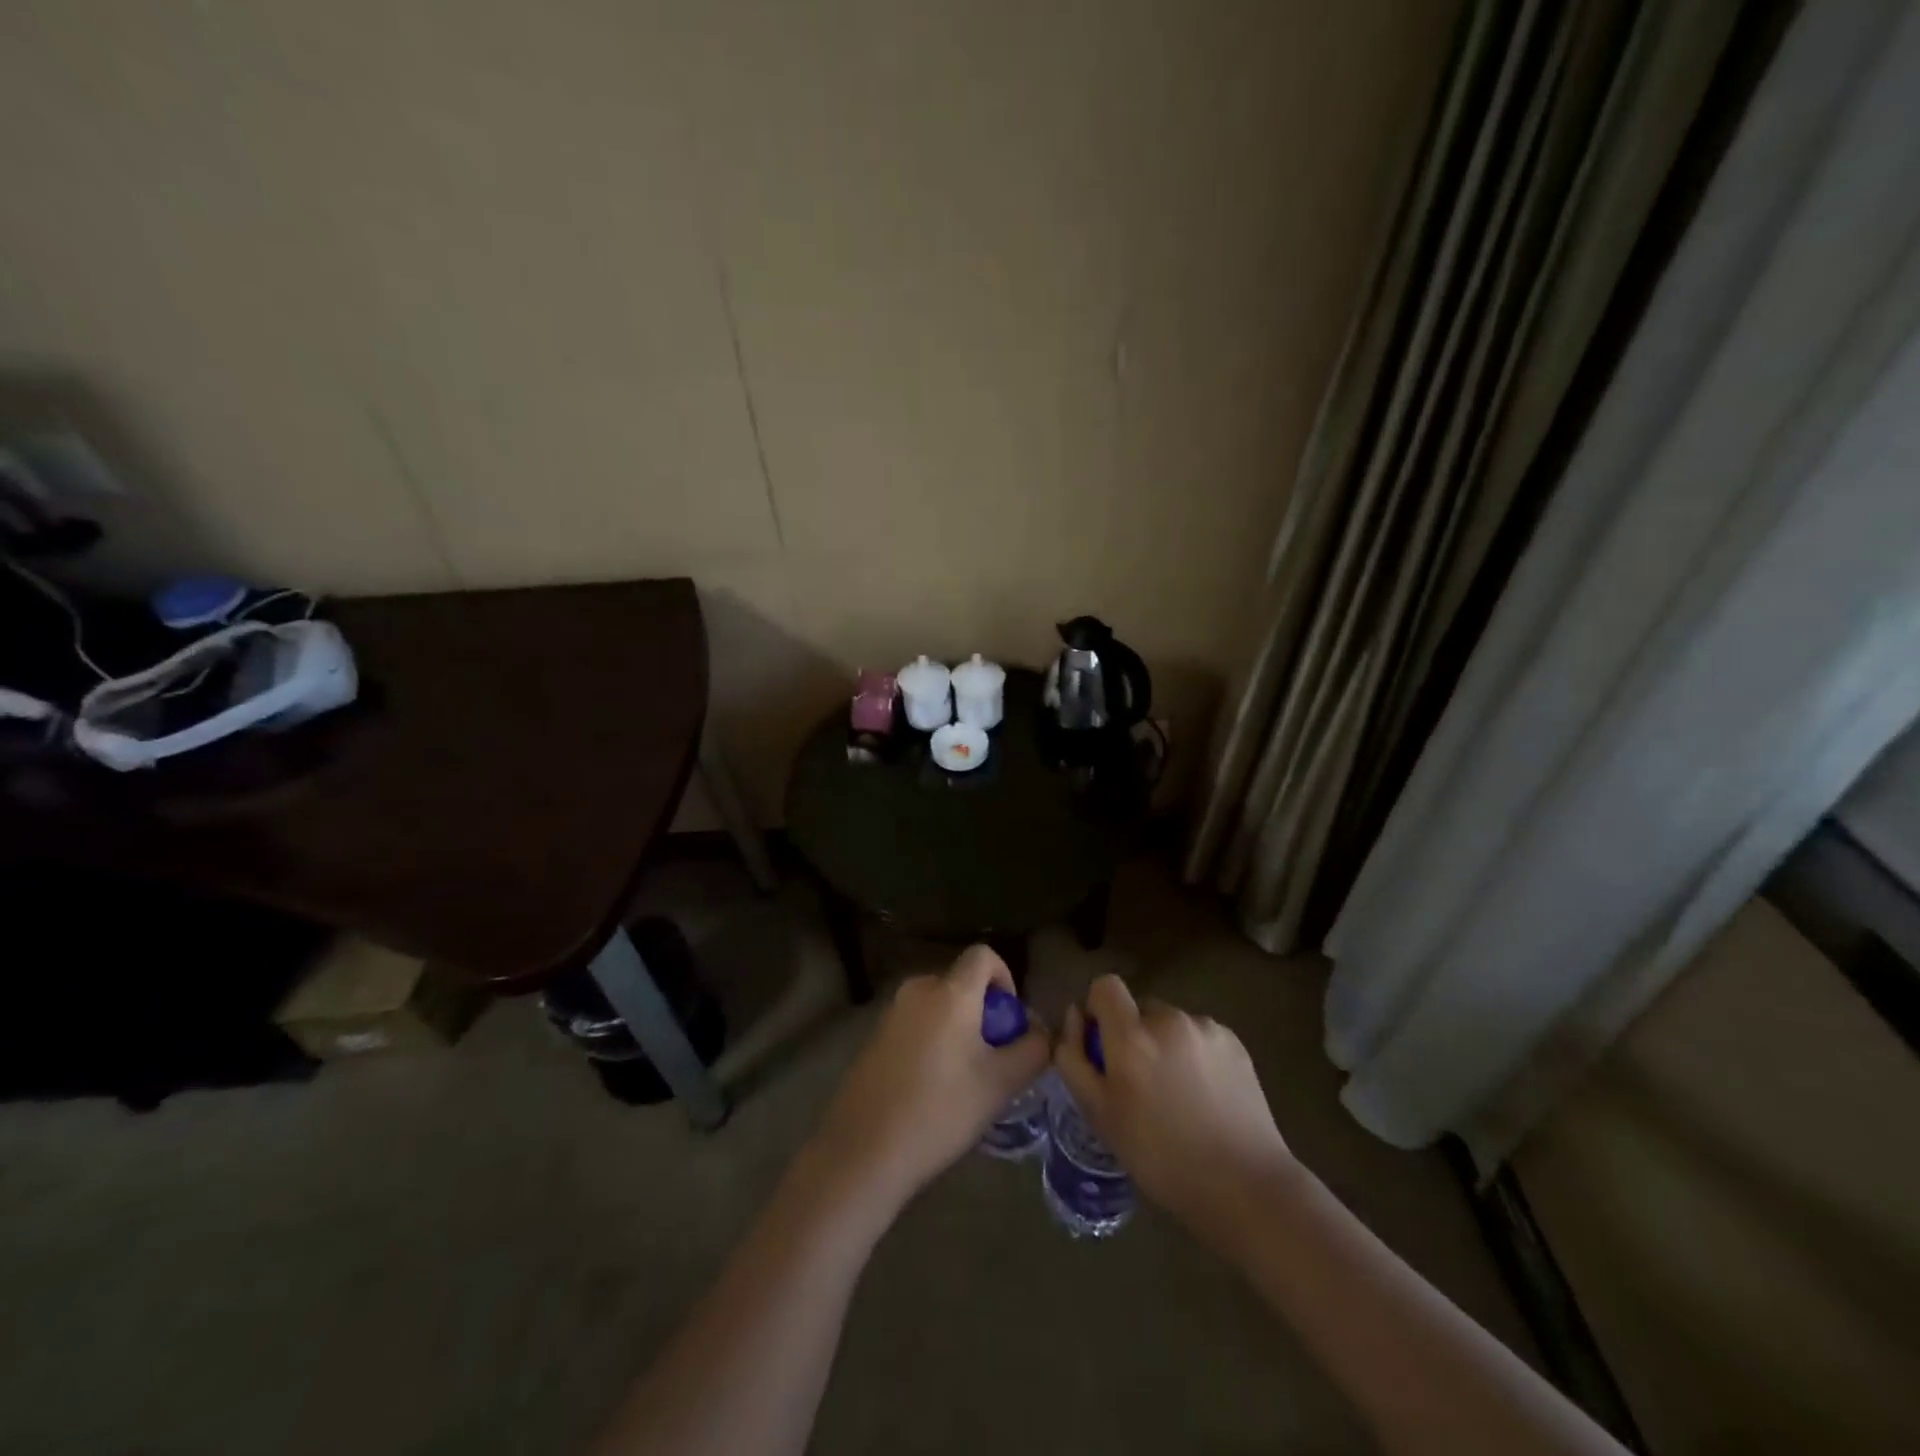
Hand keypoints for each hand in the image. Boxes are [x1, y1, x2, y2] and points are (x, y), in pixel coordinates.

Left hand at [810, 946, 1049, 1213]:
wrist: (865, 1149)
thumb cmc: (941, 1111)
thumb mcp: (1001, 1084)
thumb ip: (1032, 1050)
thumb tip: (1040, 1032)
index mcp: (950, 992)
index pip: (983, 955)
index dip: (1005, 978)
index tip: (1009, 1020)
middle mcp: (918, 989)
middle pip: (961, 983)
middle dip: (983, 1011)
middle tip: (992, 1057)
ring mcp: (891, 1011)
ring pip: (938, 1005)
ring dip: (958, 1028)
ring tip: (964, 1078)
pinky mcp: (874, 1035)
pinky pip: (916, 1023)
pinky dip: (932, 1040)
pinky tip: (931, 1087)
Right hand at [1053, 975, 1298, 1251]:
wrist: (1245, 1186)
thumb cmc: (1160, 1157)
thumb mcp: (1099, 1114)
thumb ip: (1074, 1058)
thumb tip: (1074, 1016)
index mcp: (1132, 1035)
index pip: (1105, 986)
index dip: (1099, 1009)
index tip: (1103, 1046)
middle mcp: (1169, 1019)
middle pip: (1139, 1008)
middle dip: (1133, 1034)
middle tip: (1141, 1083)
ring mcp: (1206, 1028)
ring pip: (1170, 1024)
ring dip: (1165, 1045)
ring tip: (1178, 1095)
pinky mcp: (1234, 1042)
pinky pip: (1199, 1036)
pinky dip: (1194, 1055)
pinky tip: (1205, 1096)